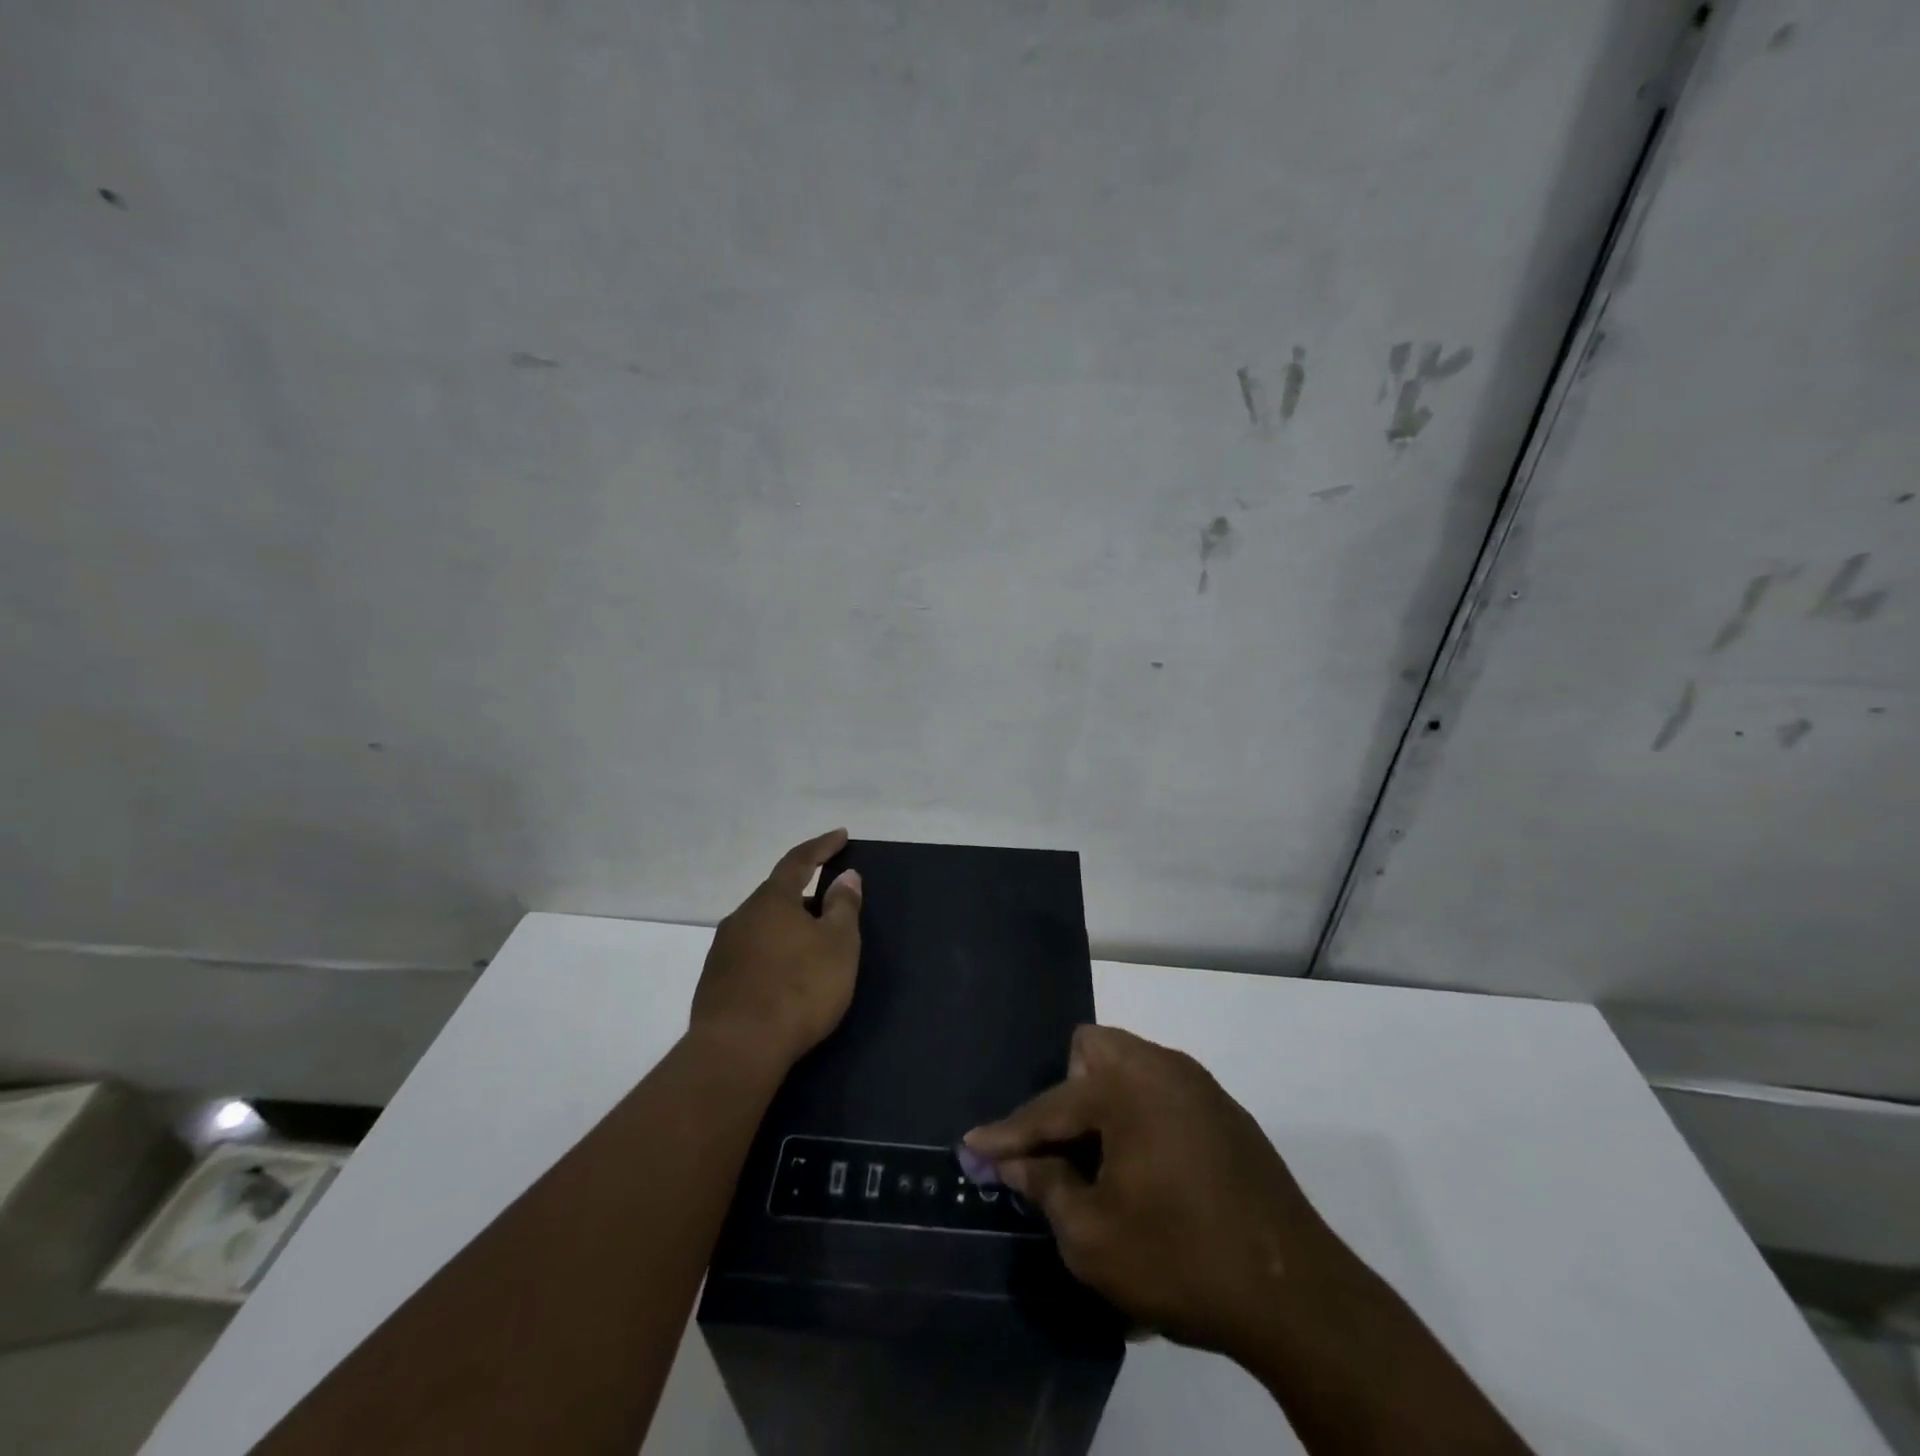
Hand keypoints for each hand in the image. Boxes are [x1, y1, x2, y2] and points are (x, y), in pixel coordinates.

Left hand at [691, 829, 862, 1072]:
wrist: (738, 1049)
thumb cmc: (798, 988)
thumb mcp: (838, 945)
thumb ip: (843, 907)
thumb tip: (847, 876)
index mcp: (772, 901)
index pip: (798, 861)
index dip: (821, 846)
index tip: (841, 835)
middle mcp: (742, 917)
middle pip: (777, 895)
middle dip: (805, 894)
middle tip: (831, 905)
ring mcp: (723, 951)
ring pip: (762, 926)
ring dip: (788, 928)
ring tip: (811, 945)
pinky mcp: (715, 983)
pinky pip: (751, 955)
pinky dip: (773, 955)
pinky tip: (785, 977)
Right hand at [965, 1025, 1341, 1361]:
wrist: (1295, 1294)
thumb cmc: (1180, 1259)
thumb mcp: (1093, 1238)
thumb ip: (1047, 1188)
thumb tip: (1016, 1163)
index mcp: (1126, 1086)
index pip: (1049, 1107)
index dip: (1006, 1134)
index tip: (972, 1147)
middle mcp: (1161, 1067)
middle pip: (1093, 1050)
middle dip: (1067, 1094)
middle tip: (1065, 1150)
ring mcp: (1199, 1086)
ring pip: (1130, 1066)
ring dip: (1105, 1104)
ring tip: (1103, 1165)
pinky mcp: (1226, 1112)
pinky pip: (1163, 1092)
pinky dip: (1141, 1118)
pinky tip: (1150, 1174)